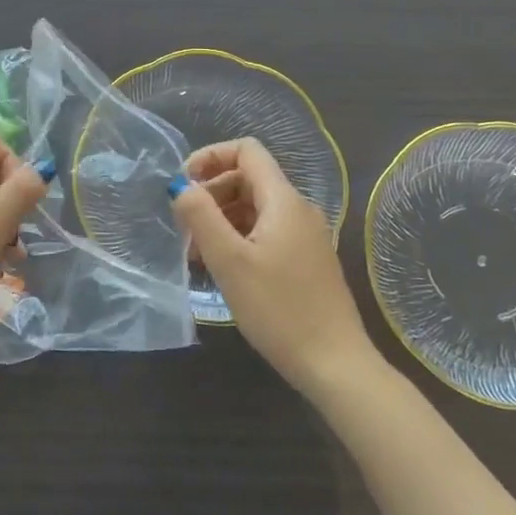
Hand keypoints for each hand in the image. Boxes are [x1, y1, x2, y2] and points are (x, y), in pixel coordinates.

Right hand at [170, 138, 378, 395]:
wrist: (334, 364)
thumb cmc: (278, 309)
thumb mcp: (228, 260)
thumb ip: (200, 215)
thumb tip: (180, 185)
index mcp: (283, 200)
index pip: (246, 150)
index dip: (209, 157)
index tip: (182, 184)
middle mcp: (299, 209)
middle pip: (248, 178)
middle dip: (210, 193)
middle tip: (185, 229)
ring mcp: (306, 235)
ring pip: (255, 207)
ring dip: (221, 219)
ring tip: (197, 255)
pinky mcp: (306, 260)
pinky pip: (266, 231)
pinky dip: (239, 238)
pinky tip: (223, 269)